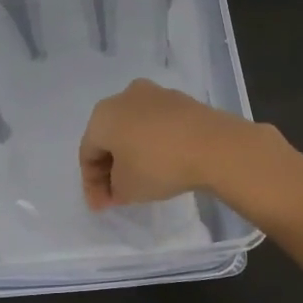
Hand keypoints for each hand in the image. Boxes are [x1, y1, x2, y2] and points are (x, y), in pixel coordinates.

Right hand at [78, 78, 266, 209]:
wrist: (214, 145)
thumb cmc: (158, 165)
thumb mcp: (127, 189)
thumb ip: (113, 189)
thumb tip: (117, 185)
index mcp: (102, 116)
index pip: (87, 153)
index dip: (91, 184)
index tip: (102, 207)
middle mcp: (124, 97)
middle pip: (109, 136)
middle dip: (110, 166)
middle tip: (117, 194)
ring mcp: (155, 94)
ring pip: (134, 128)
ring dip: (133, 152)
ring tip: (142, 178)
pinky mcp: (181, 100)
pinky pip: (158, 125)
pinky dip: (155, 143)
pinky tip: (165, 162)